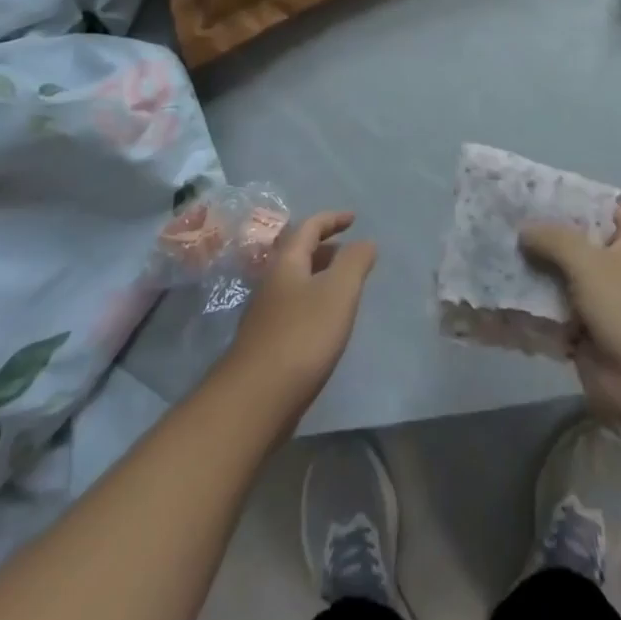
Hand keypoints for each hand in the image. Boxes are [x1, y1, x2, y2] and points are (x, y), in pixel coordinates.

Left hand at [222, 211, 375, 417]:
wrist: (255, 400)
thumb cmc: (302, 336)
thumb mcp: (338, 291)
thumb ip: (355, 262)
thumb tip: (365, 241)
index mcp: (287, 263)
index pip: (309, 227)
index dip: (332, 219)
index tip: (354, 219)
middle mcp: (272, 283)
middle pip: (299, 254)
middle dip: (326, 248)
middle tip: (352, 253)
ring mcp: (266, 315)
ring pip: (297, 283)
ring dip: (320, 276)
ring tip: (345, 287)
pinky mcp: (267, 344)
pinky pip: (295, 309)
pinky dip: (314, 303)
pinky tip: (327, 324)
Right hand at [521, 199, 620, 421]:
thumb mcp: (590, 261)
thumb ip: (555, 239)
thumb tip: (524, 229)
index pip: (610, 204)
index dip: (582, 194)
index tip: (544, 188)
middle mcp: (617, 266)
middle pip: (578, 240)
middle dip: (546, 232)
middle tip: (508, 217)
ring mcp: (600, 300)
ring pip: (561, 276)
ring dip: (534, 269)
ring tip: (495, 250)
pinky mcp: (583, 331)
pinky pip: (553, 311)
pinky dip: (532, 305)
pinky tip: (501, 290)